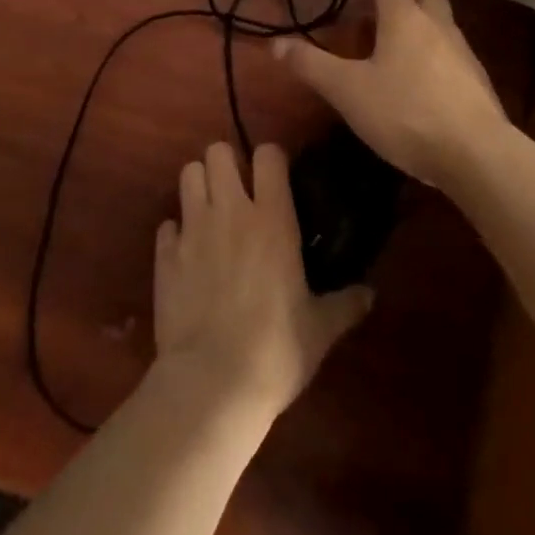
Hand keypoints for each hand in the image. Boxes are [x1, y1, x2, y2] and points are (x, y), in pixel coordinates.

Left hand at [153, 142, 373, 417]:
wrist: (211, 383)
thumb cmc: (276, 349)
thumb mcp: (320, 329)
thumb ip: (345, 304)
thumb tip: (370, 294)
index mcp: (273, 218)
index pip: (268, 154)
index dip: (271, 159)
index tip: (276, 178)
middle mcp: (230, 211)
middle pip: (218, 152)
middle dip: (227, 164)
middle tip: (238, 191)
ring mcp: (192, 229)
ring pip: (188, 174)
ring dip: (199, 185)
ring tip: (211, 210)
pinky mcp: (164, 255)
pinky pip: (167, 224)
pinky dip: (176, 231)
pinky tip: (187, 253)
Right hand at [274, 0, 509, 192]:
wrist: (475, 153)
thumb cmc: (404, 112)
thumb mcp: (346, 90)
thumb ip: (310, 65)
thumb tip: (275, 44)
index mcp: (405, 18)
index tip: (349, 16)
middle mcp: (439, 26)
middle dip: (401, 5)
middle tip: (376, 32)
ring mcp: (465, 53)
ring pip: (441, 27)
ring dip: (419, 35)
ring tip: (393, 67)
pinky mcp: (480, 83)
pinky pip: (453, 58)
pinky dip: (435, 64)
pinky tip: (420, 95)